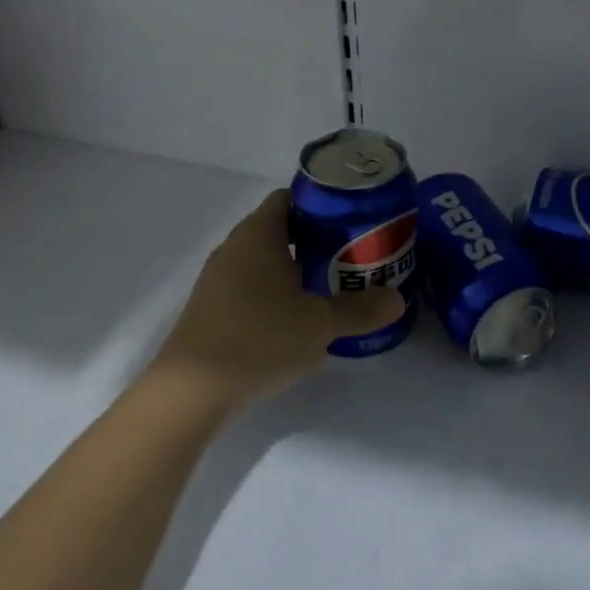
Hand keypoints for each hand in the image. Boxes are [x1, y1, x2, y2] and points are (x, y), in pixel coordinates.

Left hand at [149, 189, 406, 410]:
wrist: (192, 390)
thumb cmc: (260, 338)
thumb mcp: (320, 324)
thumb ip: (360, 309)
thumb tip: (397, 300)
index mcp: (258, 235)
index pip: (289, 198)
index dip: (321, 204)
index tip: (351, 220)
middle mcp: (234, 248)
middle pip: (279, 228)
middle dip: (315, 238)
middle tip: (352, 254)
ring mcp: (218, 279)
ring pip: (264, 259)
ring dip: (295, 267)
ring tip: (331, 285)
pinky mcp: (212, 308)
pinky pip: (250, 284)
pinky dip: (274, 290)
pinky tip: (295, 317)